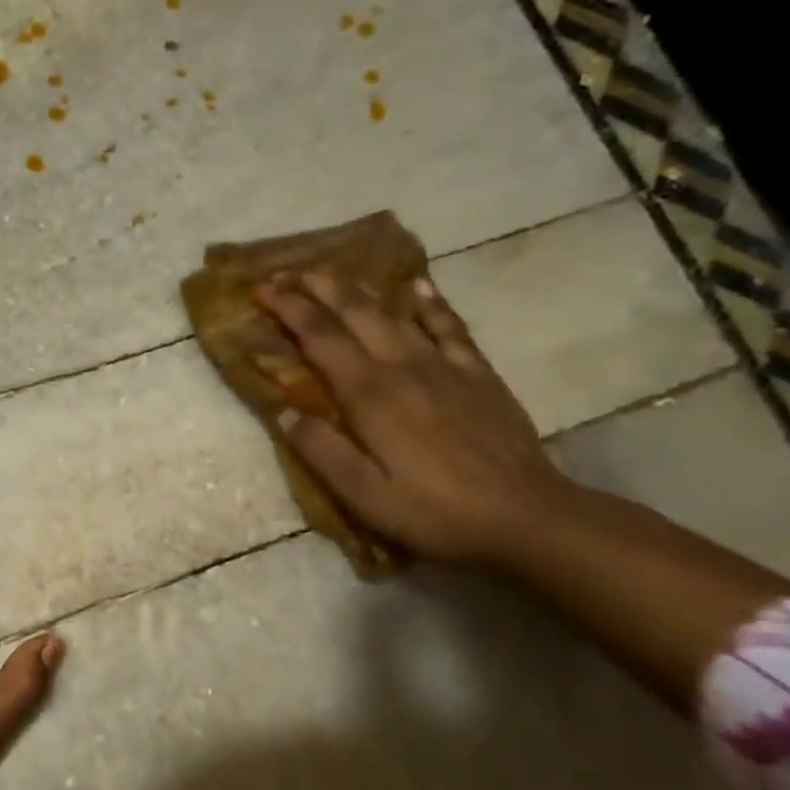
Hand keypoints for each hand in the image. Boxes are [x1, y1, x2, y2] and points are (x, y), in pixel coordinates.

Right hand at [254, 270, 574, 566]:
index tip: (262, 289)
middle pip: (356, 313)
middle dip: (317, 287)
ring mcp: (445, 366)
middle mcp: (403, 367)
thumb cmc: (433, 512)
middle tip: (286, 272)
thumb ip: (320, 450)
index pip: (320, 338)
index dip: (289, 309)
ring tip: (332, 272)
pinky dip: (430, 303)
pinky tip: (418, 286)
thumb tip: (283, 411)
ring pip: (395, 313)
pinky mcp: (478, 375)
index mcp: (370, 394)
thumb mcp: (362, 494)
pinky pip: (450, 327)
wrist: (527, 517)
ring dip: (359, 288)